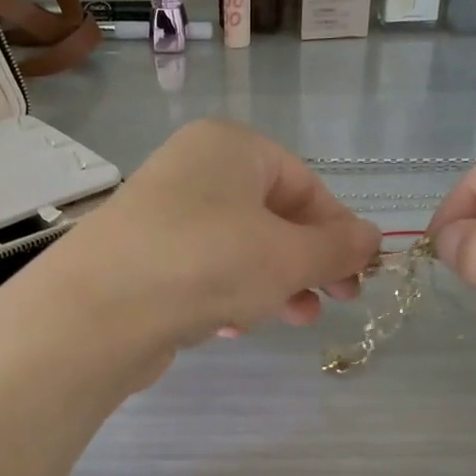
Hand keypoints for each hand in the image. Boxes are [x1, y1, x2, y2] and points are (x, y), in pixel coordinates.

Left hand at [53, 119, 380, 349]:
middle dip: (307, 263)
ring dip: (272, 284)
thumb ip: (337, 248)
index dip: (339, 230)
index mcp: (230, 148)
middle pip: (270, 217)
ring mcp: (160, 216)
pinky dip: (225, 295)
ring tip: (295, 319)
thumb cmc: (210, 263)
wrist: (101, 310)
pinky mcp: (140, 259)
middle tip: (336, 300)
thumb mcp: (288, 256)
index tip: (360, 273)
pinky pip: (200, 272)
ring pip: (236, 248)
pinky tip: (231, 328)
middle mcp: (192, 171)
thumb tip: (373, 238)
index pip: (304, 184)